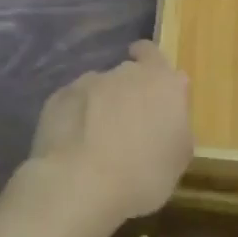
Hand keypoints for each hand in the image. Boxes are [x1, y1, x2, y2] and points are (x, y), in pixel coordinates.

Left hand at [30, 41, 192, 226]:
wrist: (80, 182)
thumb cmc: (142, 175)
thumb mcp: (179, 158)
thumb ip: (177, 125)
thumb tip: (168, 112)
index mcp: (161, 82)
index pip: (154, 54)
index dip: (150, 64)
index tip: (149, 81)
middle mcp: (125, 72)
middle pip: (128, 73)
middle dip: (128, 92)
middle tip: (128, 124)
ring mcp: (88, 82)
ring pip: (99, 88)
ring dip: (100, 105)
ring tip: (96, 139)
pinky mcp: (58, 96)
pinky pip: (73, 102)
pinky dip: (75, 116)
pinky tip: (74, 144)